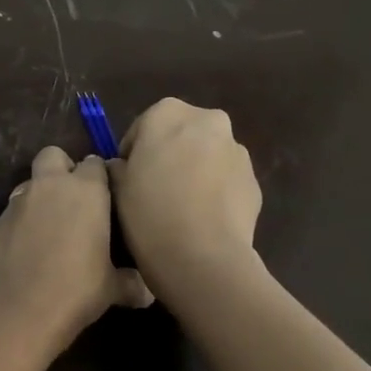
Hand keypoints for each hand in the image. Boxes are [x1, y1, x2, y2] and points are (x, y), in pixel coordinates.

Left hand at [0, 147, 152, 352]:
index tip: (107, 198)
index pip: (95, 163)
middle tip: (73, 200)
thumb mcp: (111, 289)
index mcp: (85, 190)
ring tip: (49, 229)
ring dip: (39, 197)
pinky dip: (20, 223)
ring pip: (29, 184)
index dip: (100, 178)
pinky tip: (26, 251)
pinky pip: (11, 213)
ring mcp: (16, 202)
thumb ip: (130, 283)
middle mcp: (49, 186)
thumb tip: (146, 293)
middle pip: (53, 155)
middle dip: (62, 169)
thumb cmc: (75, 290)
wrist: (16, 309)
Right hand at [110, 98, 260, 285]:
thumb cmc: (149, 213)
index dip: (132, 154)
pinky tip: (202, 219)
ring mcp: (237, 150)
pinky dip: (214, 191)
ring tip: (181, 208)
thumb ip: (117, 167)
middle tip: (154, 189)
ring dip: (194, 171)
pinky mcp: (254, 180)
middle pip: (181, 134)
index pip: (142, 127)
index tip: (127, 179)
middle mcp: (207, 120)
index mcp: (167, 113)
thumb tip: (123, 167)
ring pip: (207, 155)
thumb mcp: (115, 187)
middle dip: (169, 155)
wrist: (203, 257)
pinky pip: (226, 180)